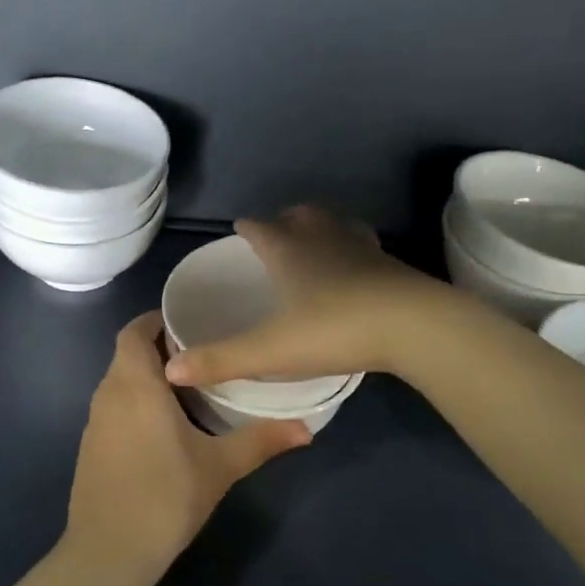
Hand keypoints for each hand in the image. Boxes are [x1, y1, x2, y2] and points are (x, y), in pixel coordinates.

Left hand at [64, 311, 310, 570]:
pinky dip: (135, 403)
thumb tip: (307, 428)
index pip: (134, 332)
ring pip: (119, 382)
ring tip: (189, 388)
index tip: (188, 322)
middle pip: (127, 355)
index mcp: (135, 385)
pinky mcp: (90, 448)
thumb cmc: (166, 497)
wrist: (109, 552)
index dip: (155, 320)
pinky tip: (164, 427)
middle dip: (159, 349)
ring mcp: (94, 423)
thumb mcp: (220, 466)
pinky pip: (113, 408)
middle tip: (202, 354)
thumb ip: (261, 440)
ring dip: (147, 378)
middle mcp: (108, 395)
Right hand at [163, 206, 447, 387]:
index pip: (259, 227)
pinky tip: (356, 270)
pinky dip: (353, 250)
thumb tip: (170, 369)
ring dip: (321, 229)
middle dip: (284, 221)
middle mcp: (323, 238)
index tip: (239, 230)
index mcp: (288, 250)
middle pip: (299, 216)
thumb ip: (220, 359)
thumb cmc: (334, 329)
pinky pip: (365, 246)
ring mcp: (361, 247)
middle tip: (276, 238)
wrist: (413, 326)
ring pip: (335, 224)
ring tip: (314, 246)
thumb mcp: (270, 350)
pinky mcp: (391, 264)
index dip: (247, 228)